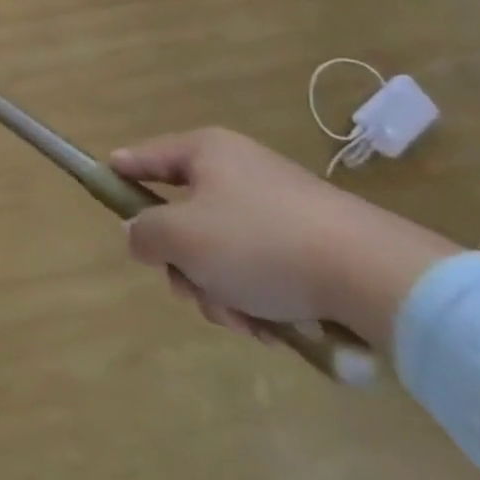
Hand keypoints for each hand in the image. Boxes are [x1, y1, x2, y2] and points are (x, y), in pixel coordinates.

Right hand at [112, 128, 459, 349]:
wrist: (375, 276)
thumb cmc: (260, 242)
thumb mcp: (182, 237)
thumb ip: (144, 233)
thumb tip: (137, 235)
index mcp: (206, 152)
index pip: (147, 155)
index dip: (122, 169)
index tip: (104, 181)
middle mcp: (239, 170)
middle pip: (185, 215)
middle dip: (184, 263)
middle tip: (191, 290)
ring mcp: (279, 206)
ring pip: (222, 250)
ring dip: (219, 289)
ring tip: (241, 319)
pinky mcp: (312, 243)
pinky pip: (261, 268)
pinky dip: (256, 298)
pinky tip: (270, 327)